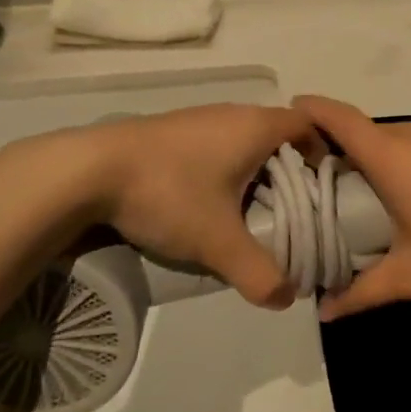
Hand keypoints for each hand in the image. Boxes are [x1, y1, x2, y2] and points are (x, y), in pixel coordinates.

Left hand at [83, 104, 314, 308]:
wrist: (90, 170)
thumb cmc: (169, 192)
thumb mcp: (217, 240)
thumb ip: (257, 272)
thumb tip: (286, 298)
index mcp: (255, 127)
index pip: (306, 125)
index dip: (320, 150)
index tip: (320, 184)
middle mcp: (232, 113)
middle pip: (275, 135)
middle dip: (286, 171)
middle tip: (288, 211)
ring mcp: (198, 118)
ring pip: (241, 141)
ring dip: (250, 172)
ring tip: (245, 213)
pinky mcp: (171, 130)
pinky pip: (213, 145)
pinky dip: (221, 170)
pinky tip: (202, 203)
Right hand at [294, 96, 410, 319]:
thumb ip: (363, 292)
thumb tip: (325, 311)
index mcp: (394, 156)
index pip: (340, 119)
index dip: (312, 109)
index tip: (292, 110)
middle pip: (374, 135)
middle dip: (356, 156)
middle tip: (349, 191)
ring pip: (410, 138)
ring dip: (397, 160)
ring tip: (402, 199)